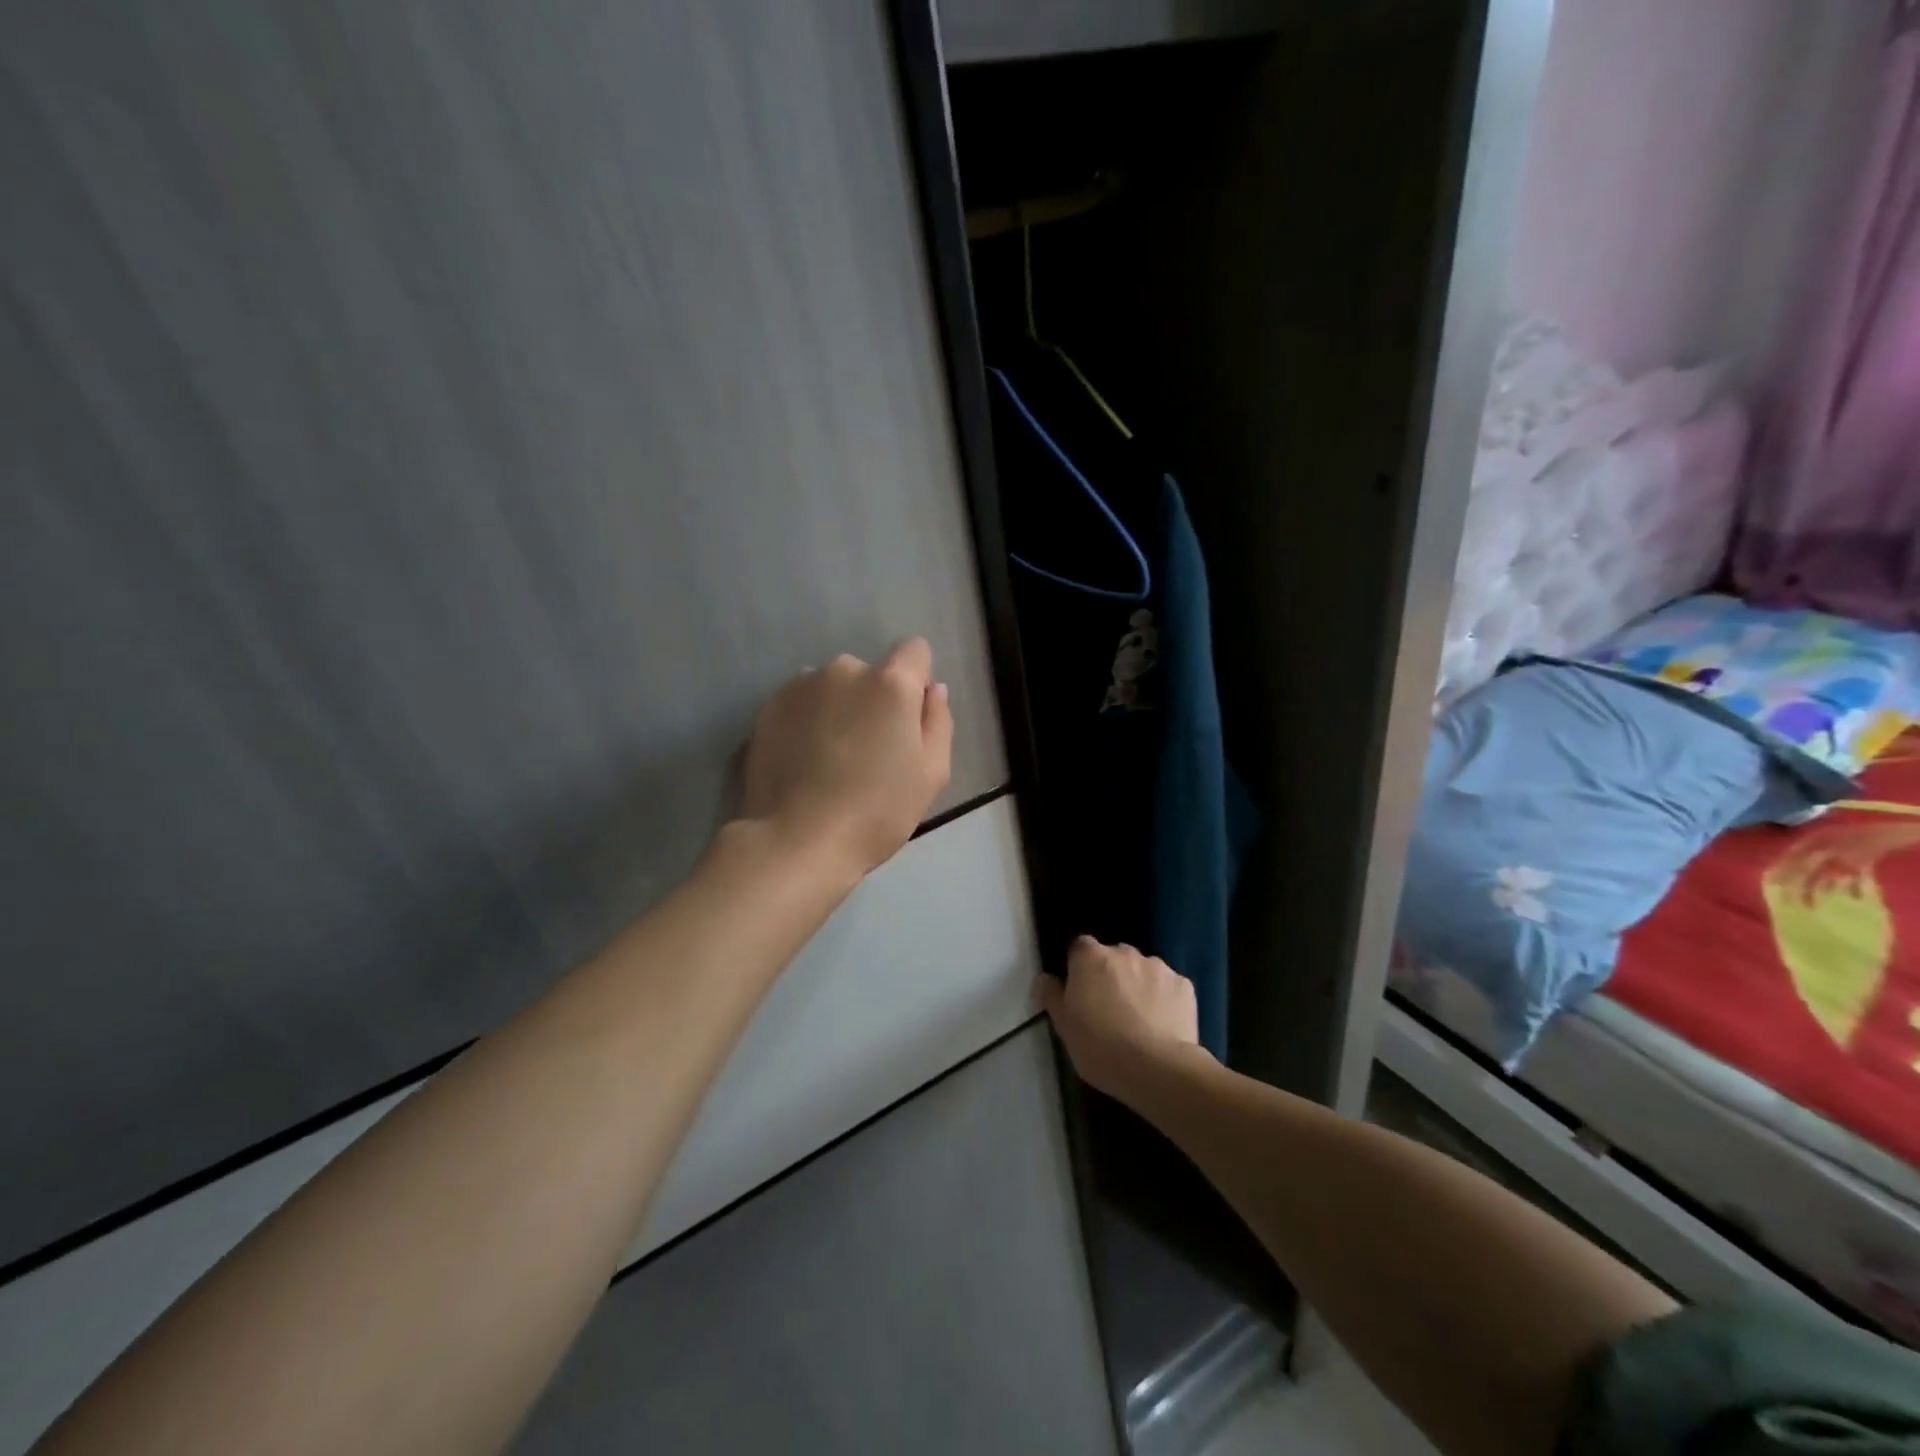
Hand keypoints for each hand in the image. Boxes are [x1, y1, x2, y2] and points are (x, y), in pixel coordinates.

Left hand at [741, 638, 952, 878]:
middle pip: (871, 674)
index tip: (908, 719)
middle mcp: (844, 670)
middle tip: (868, 752)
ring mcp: (800, 686)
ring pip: (833, 689)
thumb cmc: (877, 812)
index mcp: (890, 683)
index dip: (917, 681)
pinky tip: (803, 763)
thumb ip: (938, 721)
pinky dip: (806, 723)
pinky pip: (801, 704)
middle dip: (873, 702)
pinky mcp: (768, 708)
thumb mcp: (932, 774)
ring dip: (837, 710)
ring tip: (830, 760)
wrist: (797, 841)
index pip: (915, 651)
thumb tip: (932, 690)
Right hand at [1040, 937, 1205, 1097]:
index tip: (1081, 991)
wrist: (1156, 1068)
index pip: (1080, 948)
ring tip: (1139, 1020)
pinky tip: (1163, 1025)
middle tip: (1109, 1008)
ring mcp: (1157, 966)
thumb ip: (1052, 995)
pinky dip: (1164, 999)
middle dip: (1111, 975)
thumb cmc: (1099, 1046)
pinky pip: (1168, 986)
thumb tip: (1046, 978)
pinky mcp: (1184, 985)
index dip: (1080, 967)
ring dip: (1138, 985)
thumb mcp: (1063, 1026)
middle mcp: (1124, 952)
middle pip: (1113, 957)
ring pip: (1142, 970)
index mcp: (1090, 957)